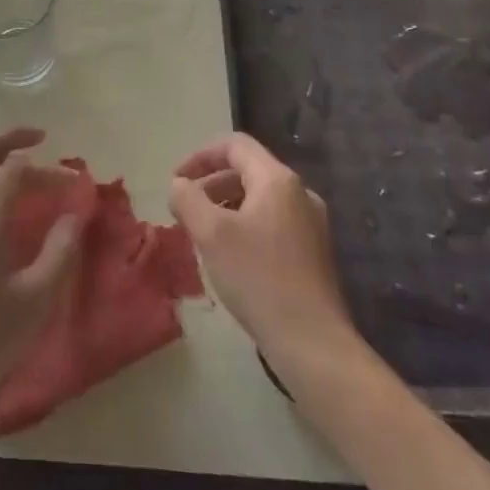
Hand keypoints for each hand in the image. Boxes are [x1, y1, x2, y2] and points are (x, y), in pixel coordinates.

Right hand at [169, 132, 358, 362]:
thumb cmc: (258, 278)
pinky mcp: (313, 252)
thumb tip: (179, 185)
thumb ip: (188, 199)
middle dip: (210, 184)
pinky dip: (244, 226)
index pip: (235, 145)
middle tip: (185, 210)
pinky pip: (271, 222)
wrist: (313, 343)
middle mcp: (300, 194)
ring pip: (259, 199)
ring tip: (203, 235)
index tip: (177, 181)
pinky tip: (230, 257)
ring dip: (225, 206)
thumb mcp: (211, 234)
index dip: (200, 156)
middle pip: (247, 170)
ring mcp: (311, 224)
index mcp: (278, 180)